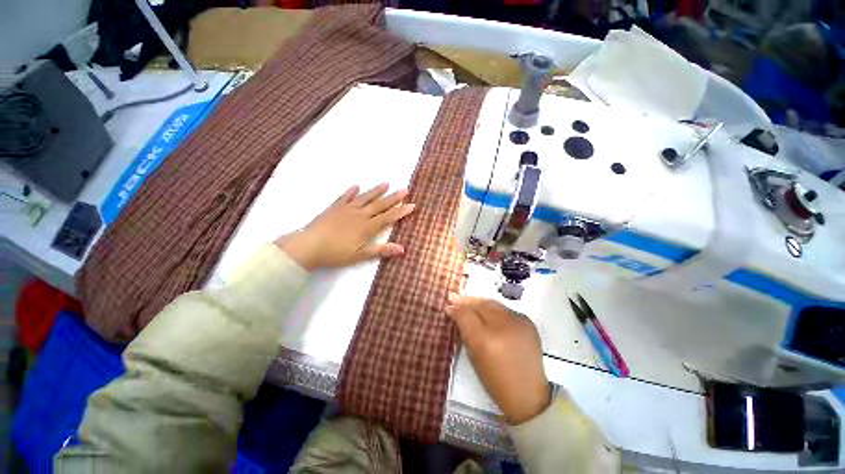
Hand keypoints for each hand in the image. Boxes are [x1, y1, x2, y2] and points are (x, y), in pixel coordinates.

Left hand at [275, 183, 414, 270]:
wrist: (309, 246)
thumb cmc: (336, 253)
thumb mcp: (360, 256)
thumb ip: (381, 250)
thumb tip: (402, 249)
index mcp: (367, 227)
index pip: (388, 217)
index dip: (401, 211)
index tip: (412, 205)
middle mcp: (360, 215)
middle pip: (380, 205)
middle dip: (393, 198)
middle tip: (405, 190)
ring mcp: (347, 209)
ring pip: (365, 198)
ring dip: (376, 191)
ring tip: (386, 183)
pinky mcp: (334, 208)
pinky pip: (345, 197)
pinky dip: (351, 192)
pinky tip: (356, 186)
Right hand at [446, 293, 550, 424]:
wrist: (528, 393)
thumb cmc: (495, 380)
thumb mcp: (474, 356)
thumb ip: (464, 331)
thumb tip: (454, 311)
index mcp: (485, 340)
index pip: (466, 314)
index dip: (456, 308)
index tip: (449, 304)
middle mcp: (502, 326)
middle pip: (479, 305)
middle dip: (466, 301)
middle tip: (456, 298)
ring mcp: (517, 322)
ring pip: (492, 303)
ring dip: (480, 303)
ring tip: (471, 304)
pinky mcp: (527, 322)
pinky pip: (505, 310)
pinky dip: (495, 310)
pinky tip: (489, 314)